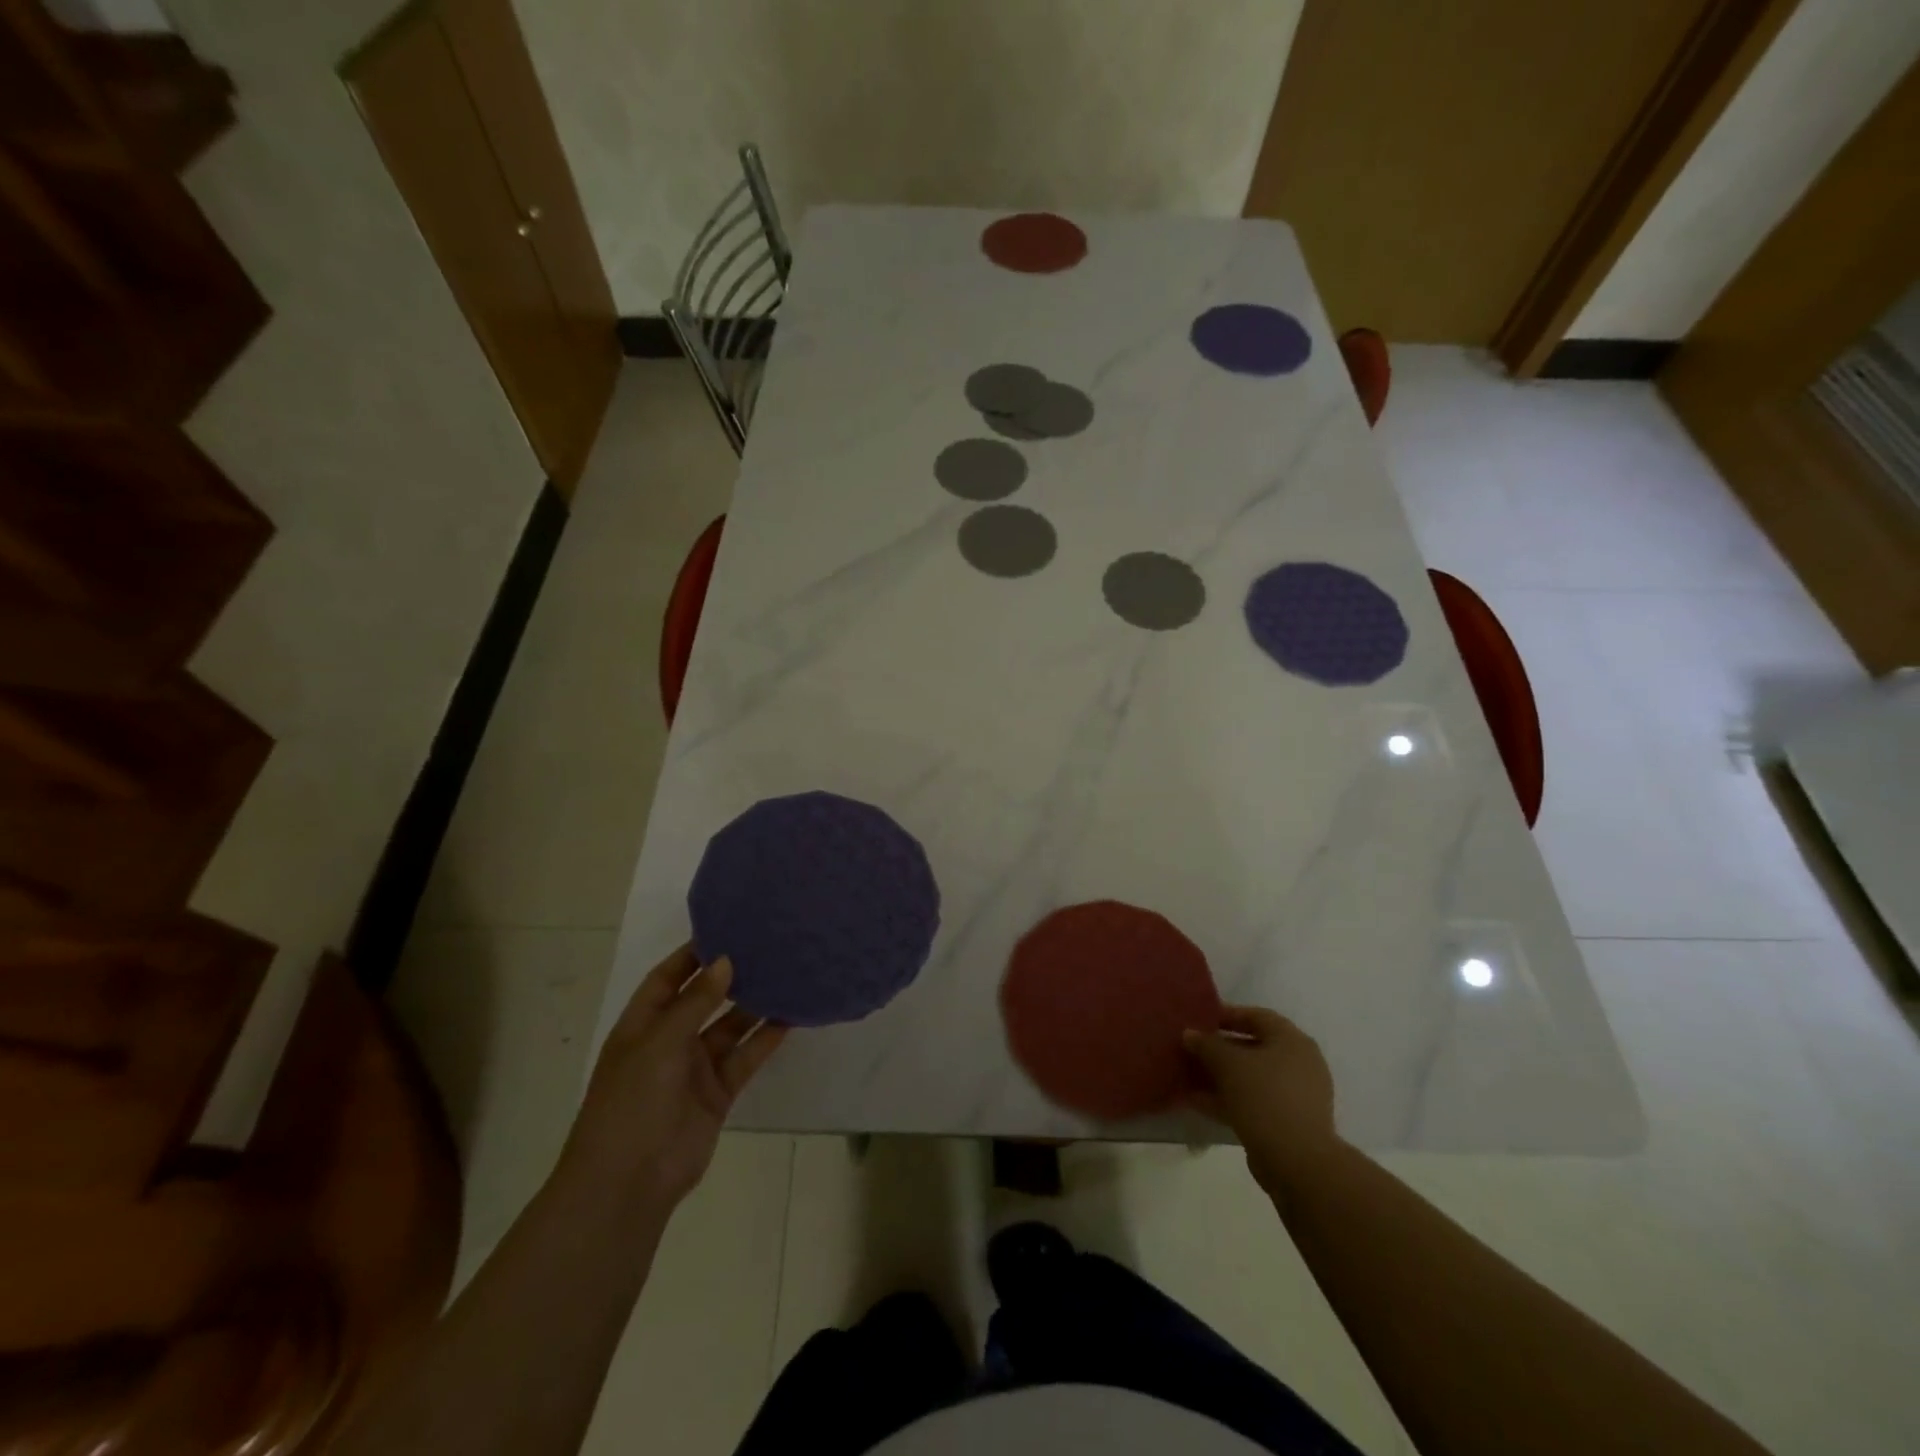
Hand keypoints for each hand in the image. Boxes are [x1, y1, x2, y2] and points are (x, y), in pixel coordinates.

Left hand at [556, 944, 786, 1216]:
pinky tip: (791, 1017)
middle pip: (703, 999)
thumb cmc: (630, 1103)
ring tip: (787, 973)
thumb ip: (695, 1002)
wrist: (628, 1183)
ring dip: (754, 1005)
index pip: (667, 978)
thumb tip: (725, 961)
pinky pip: (745, 1057)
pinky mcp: (718, 1092)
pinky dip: (766, 1039)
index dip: (692, 954)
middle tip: (766, 945)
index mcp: (642, 1025)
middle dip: (729, 975)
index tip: (727, 927)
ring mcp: (694, 1068)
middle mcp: (669, 1041)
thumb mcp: (658, 1044)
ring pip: (730, 1027)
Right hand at [1184, 1006, 1340, 1196]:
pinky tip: (1197, 1102)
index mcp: (1292, 1040)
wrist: (1296, 1161)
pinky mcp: (1287, 1122)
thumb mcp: (1228, 1063)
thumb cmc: (1264, 1096)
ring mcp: (1296, 1096)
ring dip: (1220, 1076)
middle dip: (1219, 1049)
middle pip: (1253, 1047)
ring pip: (1251, 1077)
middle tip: (1192, 1049)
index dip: (1226, 1015)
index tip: (1199, 1020)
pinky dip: (1228, 1099)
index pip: (1256, 1016)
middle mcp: (1299, 1063)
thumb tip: (1189, 1034)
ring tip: (1188, 1076)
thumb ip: (1206, 1044)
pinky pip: (1253, 1101)